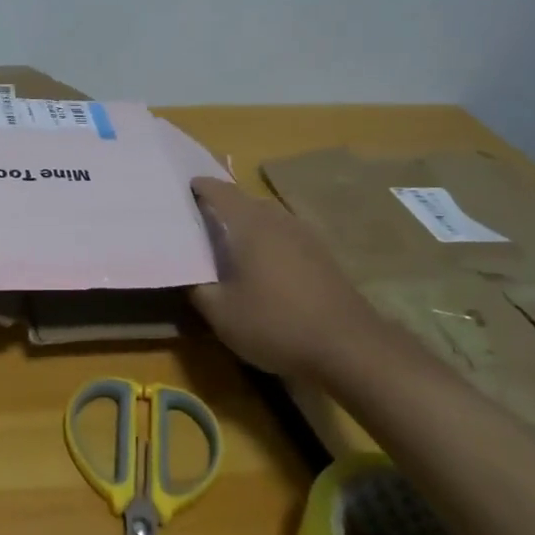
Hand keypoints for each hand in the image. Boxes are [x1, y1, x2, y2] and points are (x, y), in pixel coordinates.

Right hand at [188, 177, 391, 377]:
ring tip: (229, 245)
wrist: (349, 347)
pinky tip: (263, 267)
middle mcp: (278, 220)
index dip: (201, 187)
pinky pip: (285, 237)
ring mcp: (305, 236)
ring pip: (268, 219)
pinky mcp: (323, 256)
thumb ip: (197, 288)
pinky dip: (268, 243)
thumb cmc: (276, 323)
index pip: (220, 192)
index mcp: (249, 224)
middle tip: (200, 222)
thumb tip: (186, 274)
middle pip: (245, 202)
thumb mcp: (221, 314)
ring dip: (248, 226)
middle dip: (223, 208)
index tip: (185, 188)